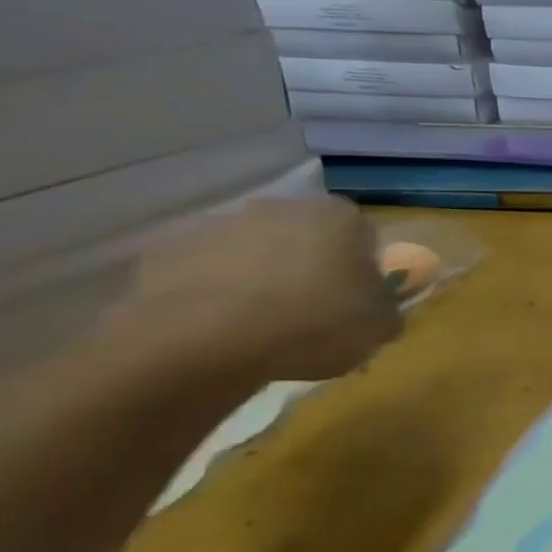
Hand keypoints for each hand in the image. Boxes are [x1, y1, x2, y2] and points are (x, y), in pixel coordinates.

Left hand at [107, 198, 402, 384]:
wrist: (201, 343)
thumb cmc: (312, 324)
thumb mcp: (378, 327)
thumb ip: (387, 309)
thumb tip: (379, 308)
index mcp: (338, 217)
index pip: (363, 234)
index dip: (362, 267)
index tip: (356, 298)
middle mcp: (279, 208)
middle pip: (304, 236)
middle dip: (308, 265)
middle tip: (311, 310)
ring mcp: (217, 225)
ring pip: (252, 251)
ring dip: (259, 276)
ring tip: (260, 324)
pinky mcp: (164, 251)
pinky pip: (203, 270)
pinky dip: (212, 291)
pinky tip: (218, 326)